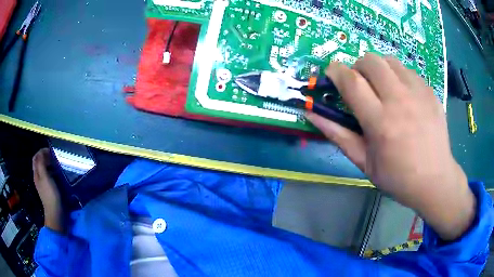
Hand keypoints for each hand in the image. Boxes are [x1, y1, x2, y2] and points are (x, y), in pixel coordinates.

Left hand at [33, 148, 63, 232]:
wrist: (55, 213)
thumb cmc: (50, 195)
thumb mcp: (45, 177)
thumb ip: (42, 164)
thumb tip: (42, 152)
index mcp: (36, 173)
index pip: (36, 157)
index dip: (41, 151)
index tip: (50, 150)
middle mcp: (38, 177)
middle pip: (39, 162)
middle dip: (45, 156)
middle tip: (54, 155)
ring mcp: (43, 184)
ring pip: (44, 169)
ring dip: (49, 163)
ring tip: (56, 162)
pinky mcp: (49, 189)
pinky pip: (48, 175)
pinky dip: (52, 171)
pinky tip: (57, 173)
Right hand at [307, 53, 474, 240]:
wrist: (435, 180)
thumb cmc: (397, 177)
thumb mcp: (363, 162)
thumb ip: (337, 135)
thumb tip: (311, 114)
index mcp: (380, 122)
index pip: (351, 81)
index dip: (336, 71)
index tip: (331, 73)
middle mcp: (399, 100)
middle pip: (370, 60)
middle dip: (358, 66)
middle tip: (361, 84)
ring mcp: (418, 93)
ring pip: (389, 60)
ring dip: (378, 68)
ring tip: (382, 87)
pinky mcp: (430, 91)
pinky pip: (407, 70)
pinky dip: (398, 76)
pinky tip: (403, 95)